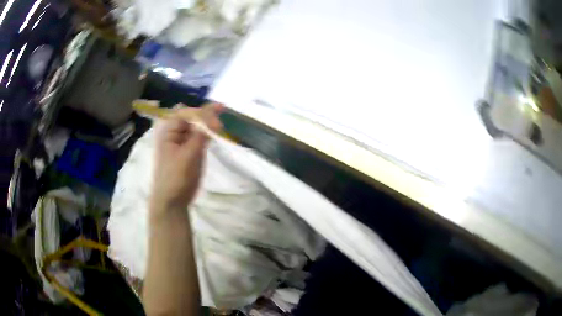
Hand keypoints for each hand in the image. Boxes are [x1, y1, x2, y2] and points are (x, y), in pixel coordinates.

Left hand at [150, 103, 222, 216]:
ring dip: (208, 125)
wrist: (172, 201)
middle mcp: (175, 133)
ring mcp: (182, 142)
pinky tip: (215, 134)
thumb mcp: (189, 153)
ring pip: (197, 127)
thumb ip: (201, 133)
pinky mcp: (189, 151)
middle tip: (221, 122)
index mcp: (169, 130)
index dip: (203, 110)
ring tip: (220, 127)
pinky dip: (207, 135)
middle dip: (207, 116)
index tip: (220, 111)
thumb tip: (213, 112)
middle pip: (192, 118)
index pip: (187, 112)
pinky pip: (199, 138)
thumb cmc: (176, 176)